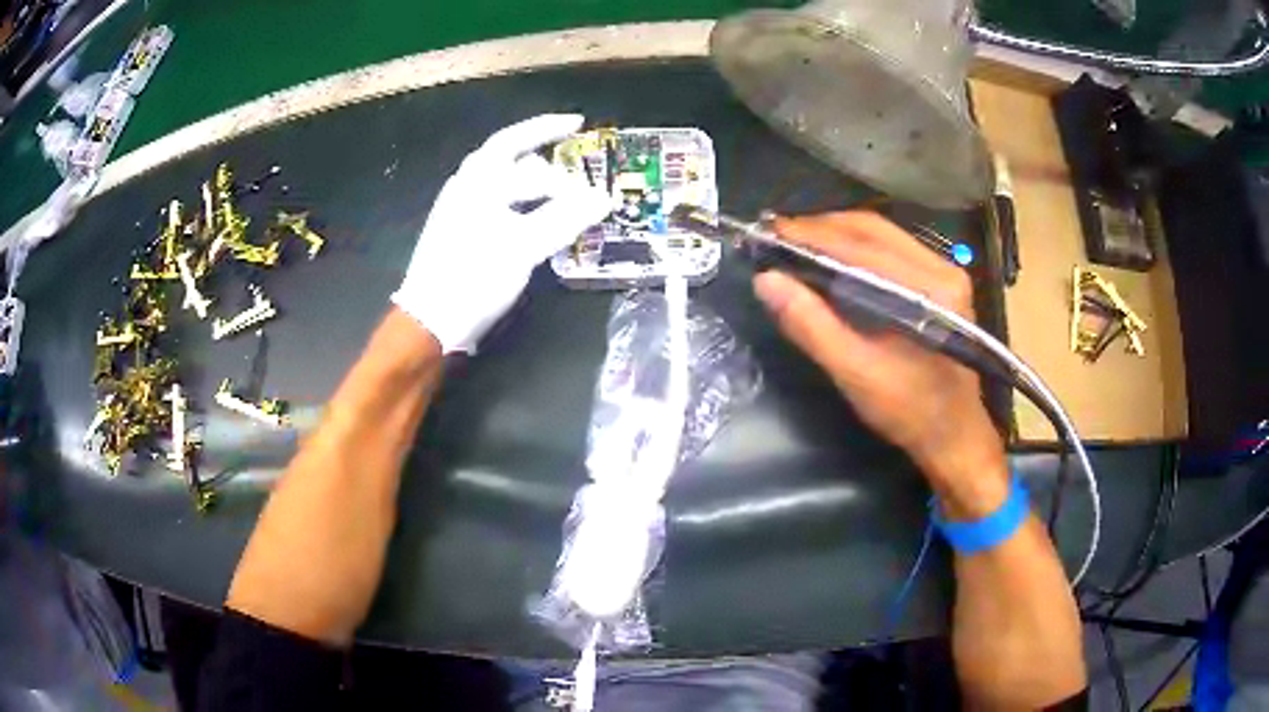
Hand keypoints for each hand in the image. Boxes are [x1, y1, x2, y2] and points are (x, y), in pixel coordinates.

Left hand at [392, 114, 609, 353]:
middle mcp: (465, 185)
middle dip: (540, 147)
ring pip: (499, 177)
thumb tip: (604, 197)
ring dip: (530, 174)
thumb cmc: (475, 277)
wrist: (430, 320)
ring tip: (557, 182)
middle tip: (570, 145)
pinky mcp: (458, 231)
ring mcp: (458, 208)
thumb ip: (565, 217)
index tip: (580, 126)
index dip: (549, 131)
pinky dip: (520, 199)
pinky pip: (496, 200)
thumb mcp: (525, 245)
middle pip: (507, 153)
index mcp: (478, 179)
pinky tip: (532, 215)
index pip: (519, 143)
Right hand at [753, 212, 1004, 491]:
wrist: (954, 435)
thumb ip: (811, 325)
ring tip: (797, 243)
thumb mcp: (855, 373)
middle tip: (778, 235)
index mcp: (929, 290)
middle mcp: (942, 268)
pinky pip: (892, 248)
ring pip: (881, 234)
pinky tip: (831, 258)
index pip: (862, 245)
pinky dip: (855, 247)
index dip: (811, 234)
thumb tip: (766, 281)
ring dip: (836, 234)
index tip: (769, 232)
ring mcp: (944, 271)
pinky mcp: (941, 281)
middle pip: (872, 229)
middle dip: (821, 227)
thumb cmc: (909, 410)